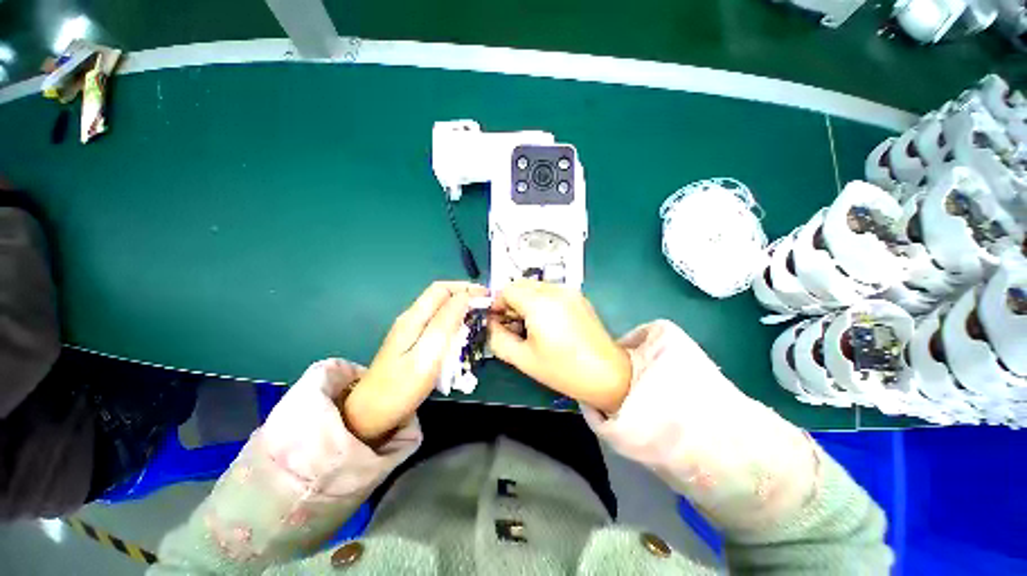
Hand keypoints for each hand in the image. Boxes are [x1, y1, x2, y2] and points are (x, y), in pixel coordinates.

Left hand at [344, 281, 486, 443]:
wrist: (370, 415)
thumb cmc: (400, 387)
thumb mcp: (427, 354)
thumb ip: (445, 323)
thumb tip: (465, 297)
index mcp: (414, 318)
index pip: (441, 289)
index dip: (465, 287)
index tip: (487, 296)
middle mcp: (412, 318)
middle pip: (441, 297)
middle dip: (465, 297)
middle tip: (486, 309)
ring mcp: (411, 331)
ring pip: (441, 310)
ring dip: (461, 310)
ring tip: (479, 320)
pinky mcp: (413, 343)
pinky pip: (438, 324)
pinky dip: (454, 324)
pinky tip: (463, 335)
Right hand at [487, 280, 631, 412]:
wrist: (607, 374)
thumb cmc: (563, 369)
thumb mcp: (523, 359)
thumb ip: (498, 339)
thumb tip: (491, 324)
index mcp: (539, 303)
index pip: (507, 290)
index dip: (497, 304)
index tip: (498, 322)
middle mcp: (555, 290)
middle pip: (521, 284)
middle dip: (511, 301)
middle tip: (513, 324)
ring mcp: (569, 291)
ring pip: (536, 286)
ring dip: (526, 300)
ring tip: (530, 325)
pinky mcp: (579, 296)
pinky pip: (551, 291)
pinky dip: (541, 300)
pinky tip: (547, 322)